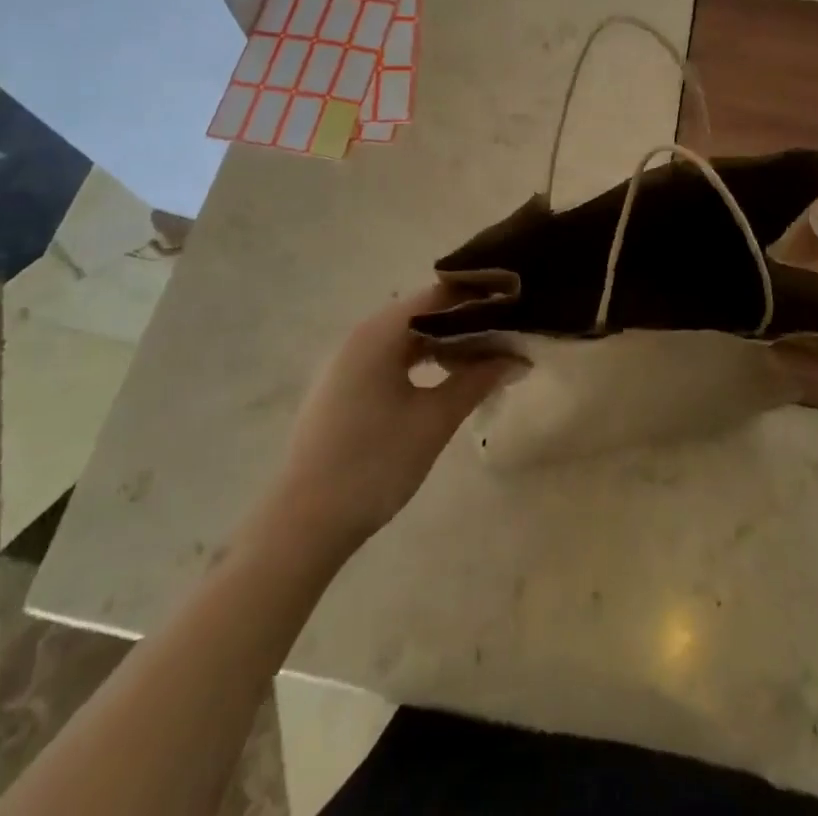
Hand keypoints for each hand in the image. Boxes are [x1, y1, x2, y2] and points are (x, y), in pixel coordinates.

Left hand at [260, 287, 518, 559]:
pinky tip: (443, 378)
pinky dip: (419, 360)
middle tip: (506, 331)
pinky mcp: (341, 387)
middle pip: (421, 312)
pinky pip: (388, 358)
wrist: (304, 524)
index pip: (438, 294)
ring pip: (404, 336)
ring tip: (483, 354)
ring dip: (442, 342)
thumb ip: (476, 380)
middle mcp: (360, 336)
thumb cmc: (375, 463)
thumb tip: (513, 356)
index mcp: (379, 333)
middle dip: (464, 319)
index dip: (478, 295)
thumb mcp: (434, 420)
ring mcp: (346, 362)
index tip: (514, 301)